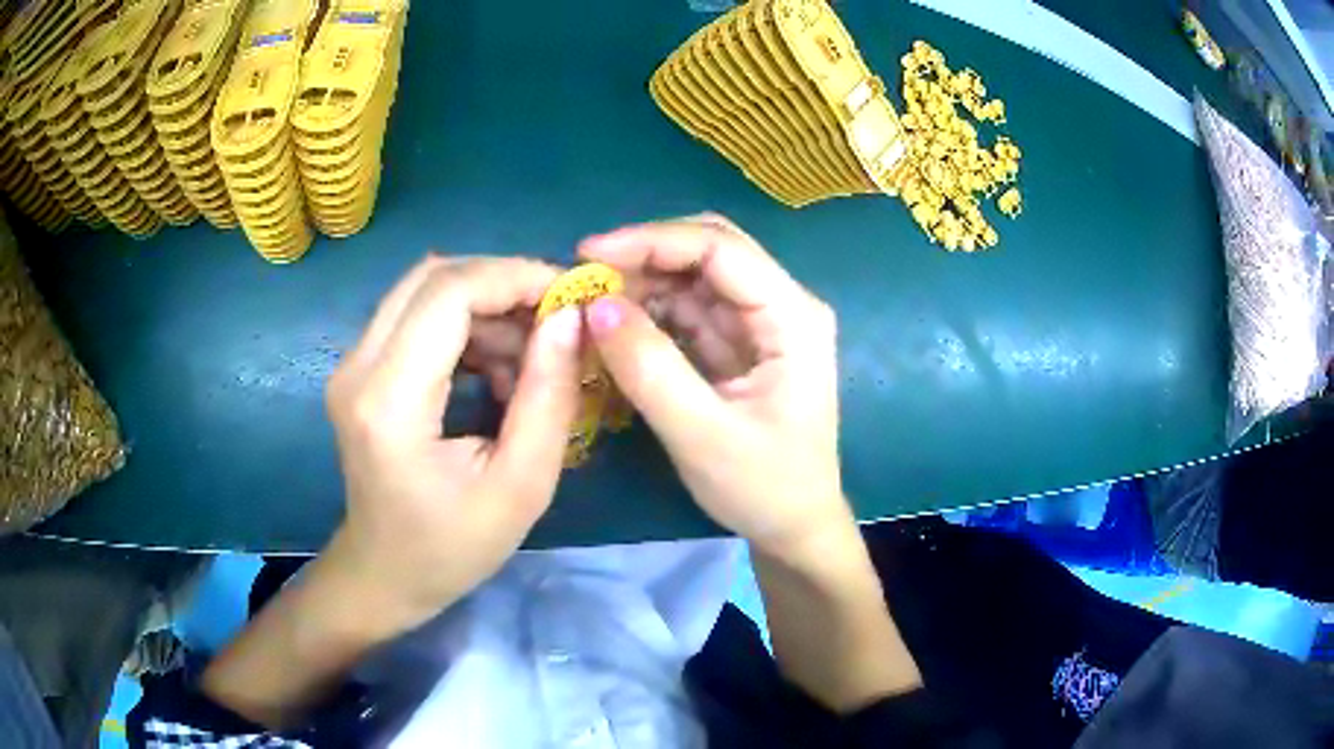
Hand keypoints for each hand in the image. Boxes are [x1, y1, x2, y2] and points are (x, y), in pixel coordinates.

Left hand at [324, 255, 582, 629]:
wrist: (384, 574)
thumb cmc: (452, 548)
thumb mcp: (522, 485)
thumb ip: (548, 396)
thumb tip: (570, 317)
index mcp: (390, 401)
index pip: (449, 293)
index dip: (515, 277)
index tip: (571, 296)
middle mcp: (357, 367)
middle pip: (433, 275)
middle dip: (504, 282)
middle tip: (556, 318)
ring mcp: (351, 363)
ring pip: (425, 288)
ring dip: (486, 304)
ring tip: (530, 356)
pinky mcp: (359, 368)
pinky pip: (416, 314)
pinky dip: (465, 323)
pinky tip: (496, 366)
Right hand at [578, 214, 851, 560]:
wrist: (794, 528)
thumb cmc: (763, 488)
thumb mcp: (701, 435)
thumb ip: (649, 368)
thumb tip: (596, 306)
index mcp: (793, 317)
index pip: (720, 249)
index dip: (652, 241)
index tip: (587, 255)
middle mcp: (782, 306)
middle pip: (710, 252)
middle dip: (645, 257)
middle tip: (585, 278)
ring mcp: (762, 324)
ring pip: (695, 278)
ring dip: (643, 283)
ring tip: (590, 303)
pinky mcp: (740, 345)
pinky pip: (690, 311)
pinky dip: (650, 312)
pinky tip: (615, 324)